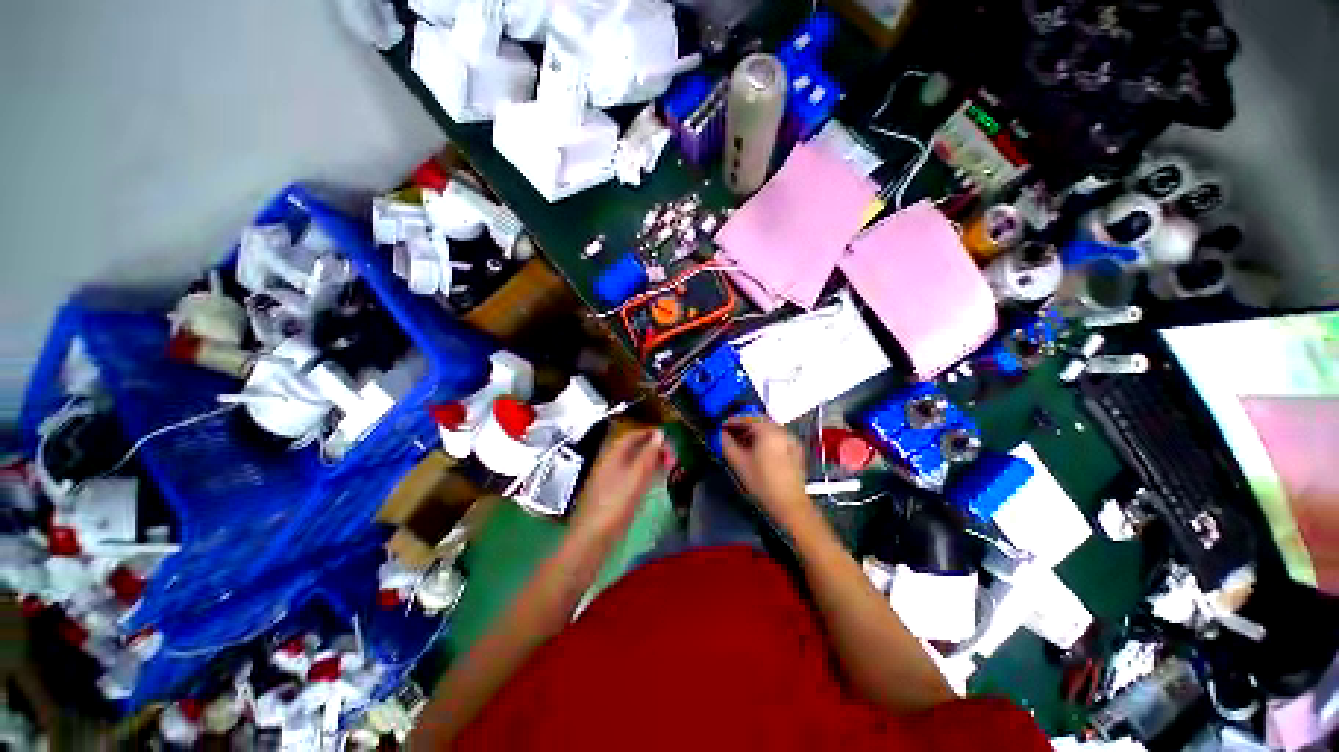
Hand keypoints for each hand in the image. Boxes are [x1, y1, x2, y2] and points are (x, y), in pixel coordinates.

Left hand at [568, 429, 664, 541]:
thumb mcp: (637, 476)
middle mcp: (608, 464)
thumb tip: (659, 434)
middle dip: (651, 449)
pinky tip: (652, 484)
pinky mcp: (611, 496)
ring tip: (667, 468)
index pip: (631, 435)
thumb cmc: (616, 503)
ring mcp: (608, 480)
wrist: (595, 534)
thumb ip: (649, 454)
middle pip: (631, 449)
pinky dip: (643, 476)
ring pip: (631, 464)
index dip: (649, 433)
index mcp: (612, 455)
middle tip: (671, 456)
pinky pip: (629, 478)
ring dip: (649, 463)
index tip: (668, 436)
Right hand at [720, 416, 810, 525]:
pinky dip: (766, 439)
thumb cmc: (762, 484)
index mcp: (768, 431)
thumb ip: (727, 445)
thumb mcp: (739, 464)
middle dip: (744, 425)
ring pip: (770, 429)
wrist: (789, 503)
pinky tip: (758, 451)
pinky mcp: (796, 450)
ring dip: (755, 432)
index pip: (747, 417)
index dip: (732, 420)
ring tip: (742, 443)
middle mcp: (782, 430)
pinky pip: (778, 438)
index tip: (721, 425)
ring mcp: (791, 440)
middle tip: (730, 433)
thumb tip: (720, 434)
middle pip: (760, 421)